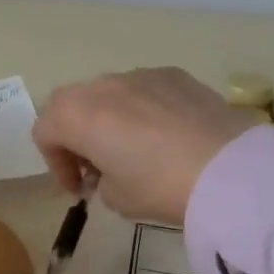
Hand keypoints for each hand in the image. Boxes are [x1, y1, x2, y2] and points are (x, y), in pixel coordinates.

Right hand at [33, 68, 252, 224]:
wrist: (228, 169)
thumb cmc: (160, 186)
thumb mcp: (117, 198)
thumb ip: (100, 180)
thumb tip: (108, 171)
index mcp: (78, 115)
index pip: (45, 131)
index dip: (55, 163)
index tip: (79, 188)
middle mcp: (104, 85)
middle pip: (72, 104)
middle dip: (76, 134)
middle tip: (97, 166)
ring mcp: (141, 74)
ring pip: (110, 93)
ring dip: (110, 118)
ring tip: (136, 149)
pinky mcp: (174, 75)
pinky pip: (145, 90)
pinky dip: (143, 109)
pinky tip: (168, 135)